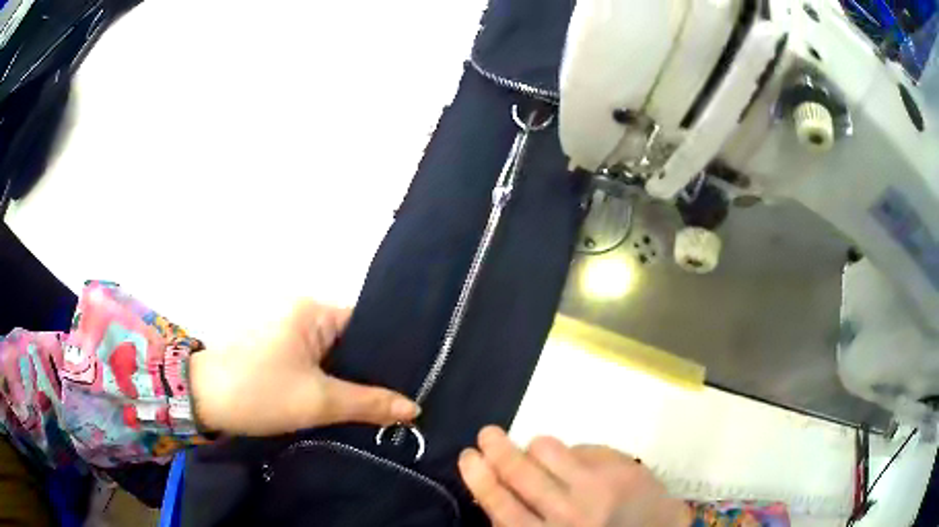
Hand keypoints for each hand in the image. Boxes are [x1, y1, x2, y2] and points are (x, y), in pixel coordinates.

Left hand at [189, 300, 418, 435]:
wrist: (203, 400)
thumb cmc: (260, 392)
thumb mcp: (318, 401)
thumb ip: (369, 403)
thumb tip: (414, 409)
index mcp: (313, 311)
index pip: (367, 324)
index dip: (391, 351)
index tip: (416, 379)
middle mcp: (302, 314)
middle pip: (351, 341)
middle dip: (373, 371)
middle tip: (405, 399)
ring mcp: (288, 333)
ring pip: (334, 356)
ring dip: (352, 379)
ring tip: (386, 404)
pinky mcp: (279, 352)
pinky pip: (317, 364)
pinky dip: (332, 382)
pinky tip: (351, 403)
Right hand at [459, 427, 690, 526]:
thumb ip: (522, 521)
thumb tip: (493, 488)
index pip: (502, 506)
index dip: (480, 478)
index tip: (468, 457)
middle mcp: (569, 514)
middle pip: (521, 473)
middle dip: (497, 449)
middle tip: (487, 434)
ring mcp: (598, 488)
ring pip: (549, 449)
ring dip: (537, 447)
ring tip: (538, 452)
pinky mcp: (621, 468)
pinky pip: (582, 446)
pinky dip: (573, 453)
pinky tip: (581, 466)